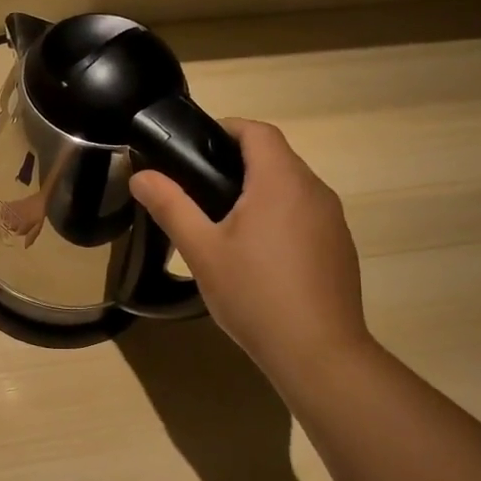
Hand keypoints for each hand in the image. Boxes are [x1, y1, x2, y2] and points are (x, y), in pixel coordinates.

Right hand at [130, 119, 370, 377]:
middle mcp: (314, 191)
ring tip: (223, 223)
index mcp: (280, 181)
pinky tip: (259, 256)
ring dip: (260, 191)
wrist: (317, 351)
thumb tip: (140, 175)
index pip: (257, 131)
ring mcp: (333, 220)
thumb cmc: (254, 294)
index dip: (226, 129)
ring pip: (292, 188)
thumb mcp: (202, 250)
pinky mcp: (340, 247)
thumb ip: (170, 206)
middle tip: (197, 188)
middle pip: (276, 157)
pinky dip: (280, 217)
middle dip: (238, 162)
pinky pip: (306, 215)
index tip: (195, 147)